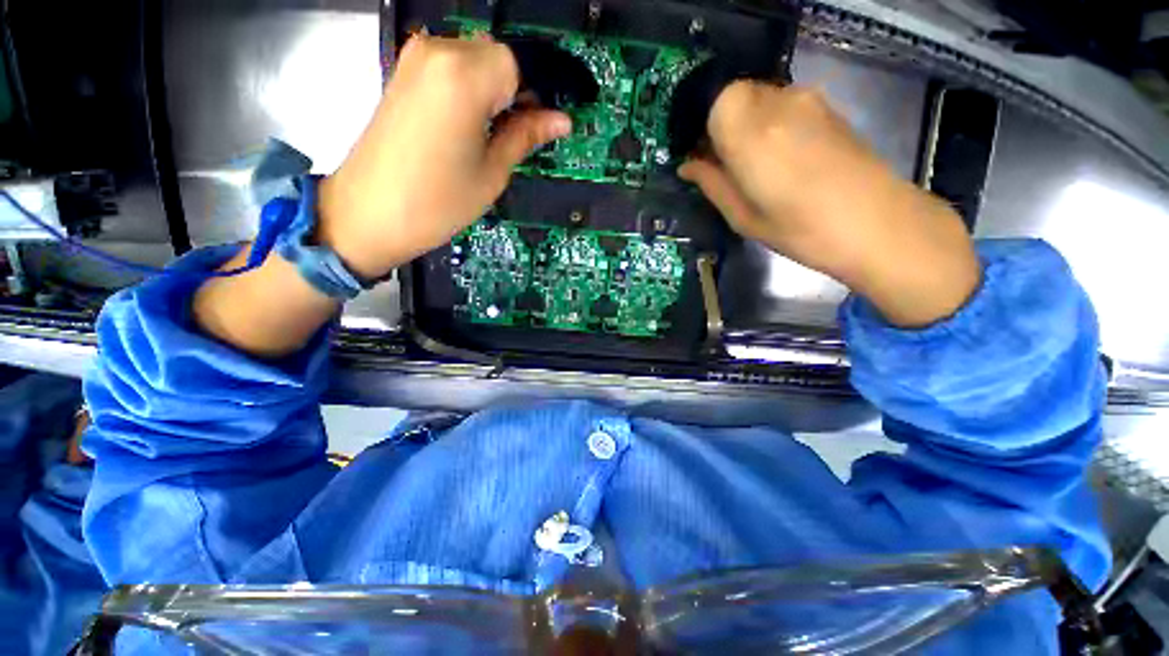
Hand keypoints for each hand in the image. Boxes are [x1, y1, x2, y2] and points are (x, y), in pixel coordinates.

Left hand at [317, 34, 571, 279]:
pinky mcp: (404, 73)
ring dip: (496, 92)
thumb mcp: (492, 172)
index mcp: (465, 76)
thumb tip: (561, 121)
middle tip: (526, 132)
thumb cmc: (438, 202)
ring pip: (476, 61)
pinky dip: (473, 91)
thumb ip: (526, 136)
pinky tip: (474, 125)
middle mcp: (438, 51)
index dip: (540, 92)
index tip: (550, 120)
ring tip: (497, 135)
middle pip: (498, 57)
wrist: (369, 213)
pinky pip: (453, 68)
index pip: (520, 64)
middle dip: (518, 90)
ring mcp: (416, 59)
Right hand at [679, 82, 980, 327]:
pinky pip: (785, 104)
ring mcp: (808, 101)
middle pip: (737, 96)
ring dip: (749, 124)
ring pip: (761, 98)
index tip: (706, 158)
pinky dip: (773, 123)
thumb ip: (712, 184)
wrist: (878, 224)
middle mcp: (779, 104)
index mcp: (751, 135)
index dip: (706, 130)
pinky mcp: (828, 107)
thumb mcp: (743, 217)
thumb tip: (688, 166)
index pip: (716, 104)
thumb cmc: (800, 230)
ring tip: (758, 164)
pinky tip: (784, 157)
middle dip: (725, 125)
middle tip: (727, 163)